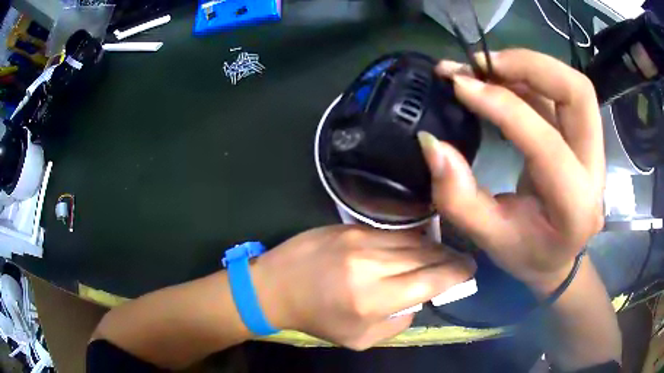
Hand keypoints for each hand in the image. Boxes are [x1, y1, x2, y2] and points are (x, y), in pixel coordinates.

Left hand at [251, 225, 474, 349]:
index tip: (470, 269)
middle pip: (427, 255)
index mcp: (373, 298)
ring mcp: (361, 239)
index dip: (457, 273)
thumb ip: (397, 322)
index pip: (432, 280)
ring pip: (413, 239)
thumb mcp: (360, 338)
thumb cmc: (317, 318)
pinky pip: (392, 231)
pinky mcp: (351, 226)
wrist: (275, 286)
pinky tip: (414, 245)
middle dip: (449, 258)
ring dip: (432, 247)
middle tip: (459, 261)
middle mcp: (371, 264)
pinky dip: (409, 239)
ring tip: (440, 254)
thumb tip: (419, 300)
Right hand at [419, 49, 604, 295]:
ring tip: (487, 66)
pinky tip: (499, 79)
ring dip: (529, 65)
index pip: (546, 144)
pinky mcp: (583, 137)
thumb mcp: (490, 238)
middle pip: (578, 94)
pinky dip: (528, 76)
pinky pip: (560, 93)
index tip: (460, 85)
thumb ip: (458, 197)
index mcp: (575, 207)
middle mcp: (594, 171)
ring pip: (573, 86)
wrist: (558, 258)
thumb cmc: (528, 255)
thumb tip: (431, 144)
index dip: (502, 106)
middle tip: (484, 64)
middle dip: (530, 66)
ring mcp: (594, 150)